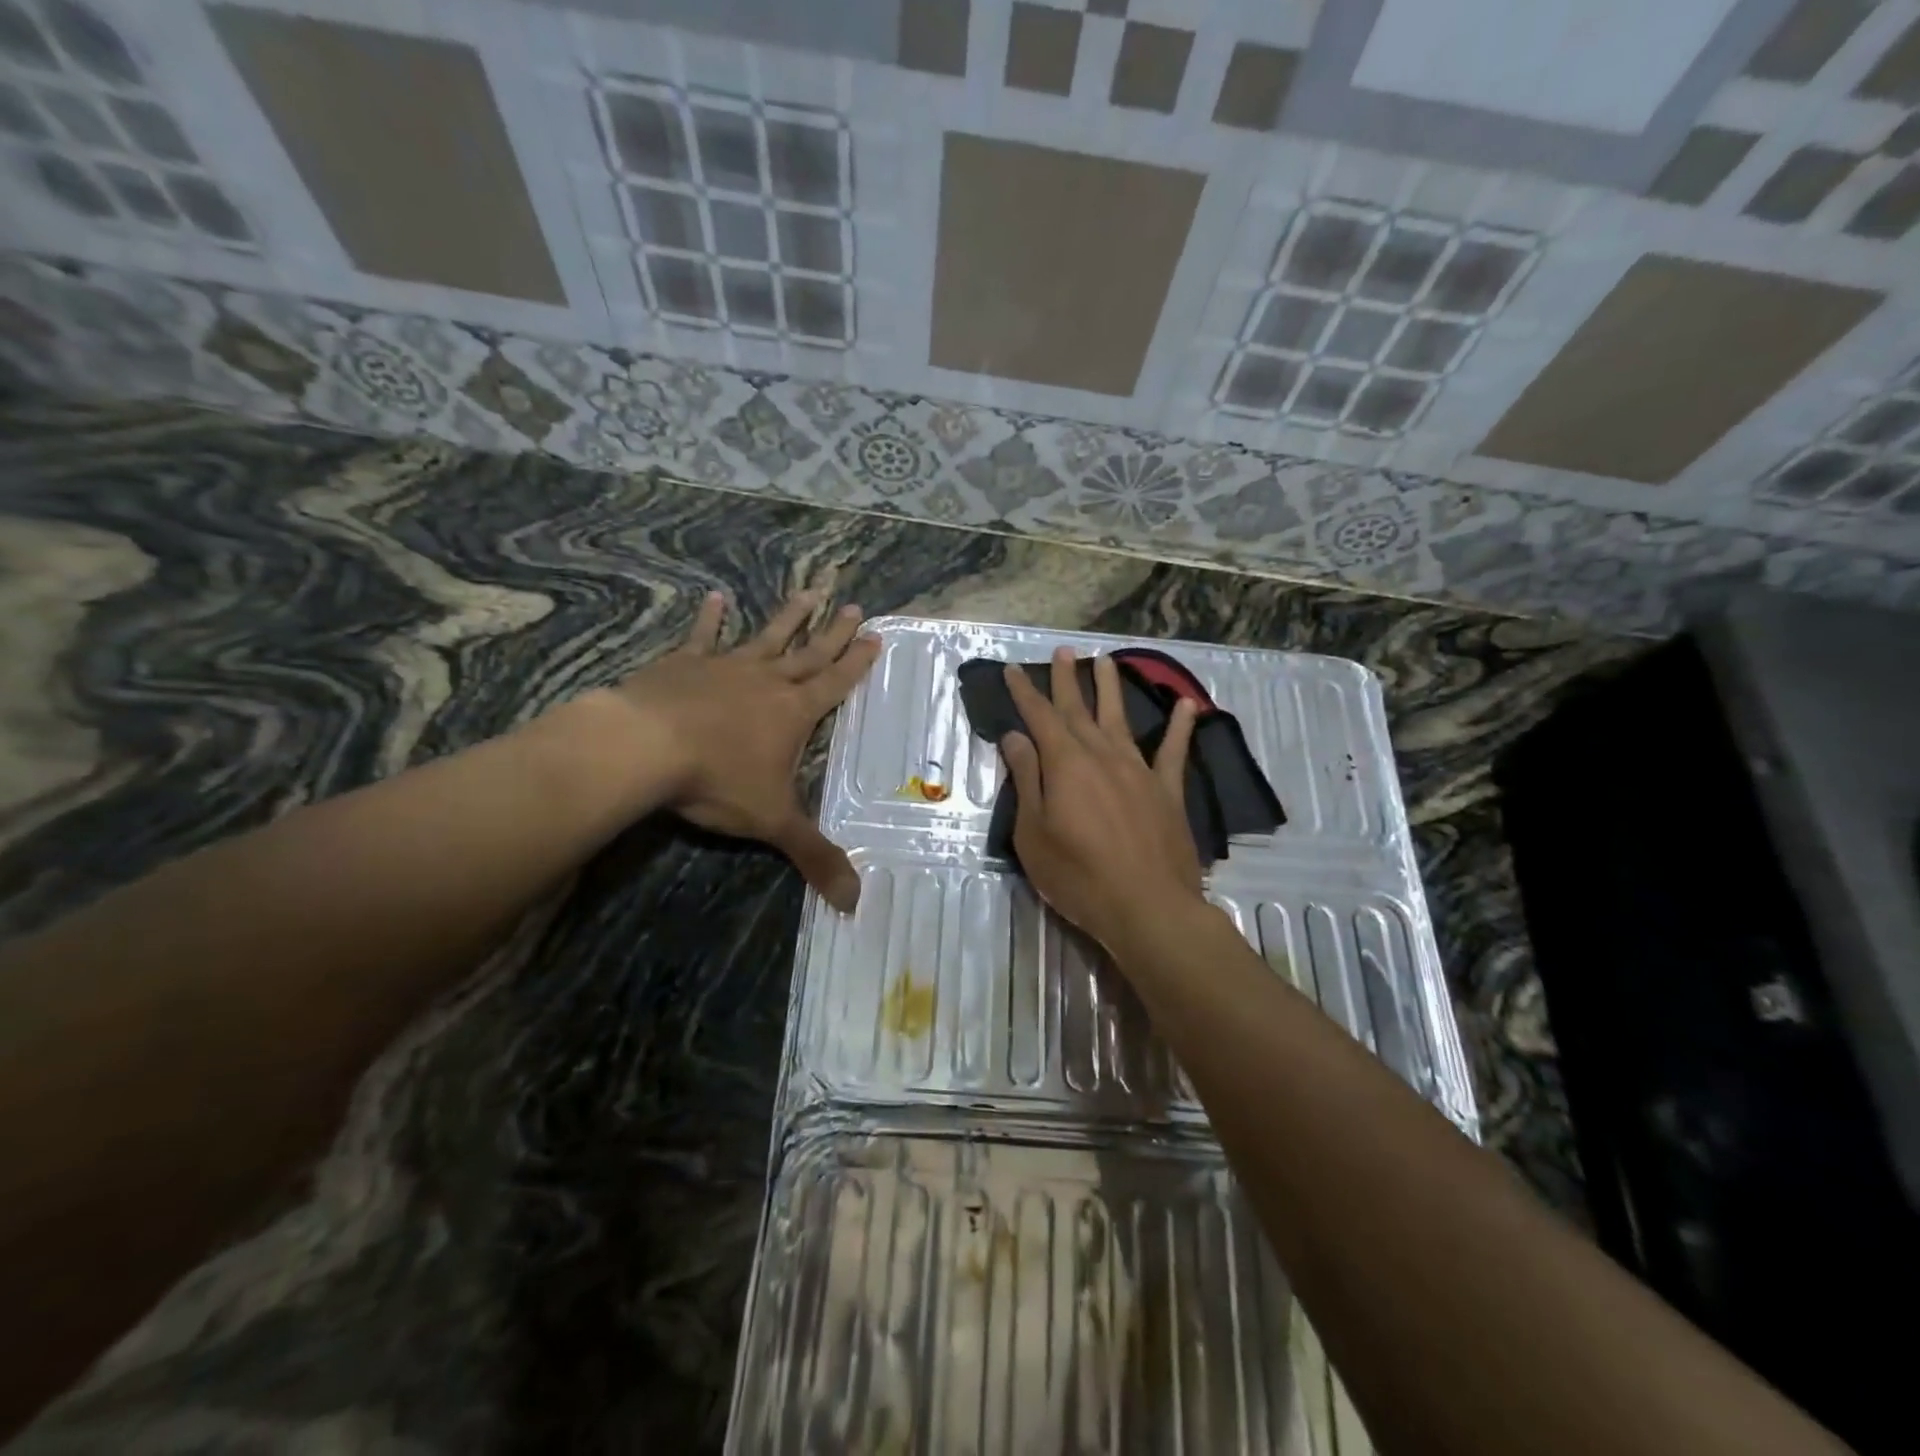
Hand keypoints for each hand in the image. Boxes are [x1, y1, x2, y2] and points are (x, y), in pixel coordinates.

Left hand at [598, 589, 878, 911]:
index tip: (876, 635)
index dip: (857, 662)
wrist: (643, 748)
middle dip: (834, 632)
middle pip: (809, 652)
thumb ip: (814, 857)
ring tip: (809, 590)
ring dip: (789, 616)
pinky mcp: (684, 664)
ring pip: (766, 636)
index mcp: (793, 712)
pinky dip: (710, 618)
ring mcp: (724, 667)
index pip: (835, 683)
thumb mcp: (772, 822)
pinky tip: (715, 598)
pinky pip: (702, 637)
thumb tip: (856, 903)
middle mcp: (766, 681)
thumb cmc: (716, 780)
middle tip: (855, 605)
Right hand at [999, 649, 1207, 958]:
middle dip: (1068, 680)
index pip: (1039, 718)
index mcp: (1066, 764)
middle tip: (1064, 652)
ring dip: (1111, 689)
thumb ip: (1027, 780)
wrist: (1147, 907)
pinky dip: (1179, 727)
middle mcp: (1102, 756)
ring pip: (1121, 719)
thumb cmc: (1078, 876)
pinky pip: (1173, 751)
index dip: (1025, 693)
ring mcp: (1138, 771)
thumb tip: (1016, 737)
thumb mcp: (1034, 833)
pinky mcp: (1167, 791)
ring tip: (1105, 661)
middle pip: (1079, 710)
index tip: (1014, 670)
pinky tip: (1186, 705)